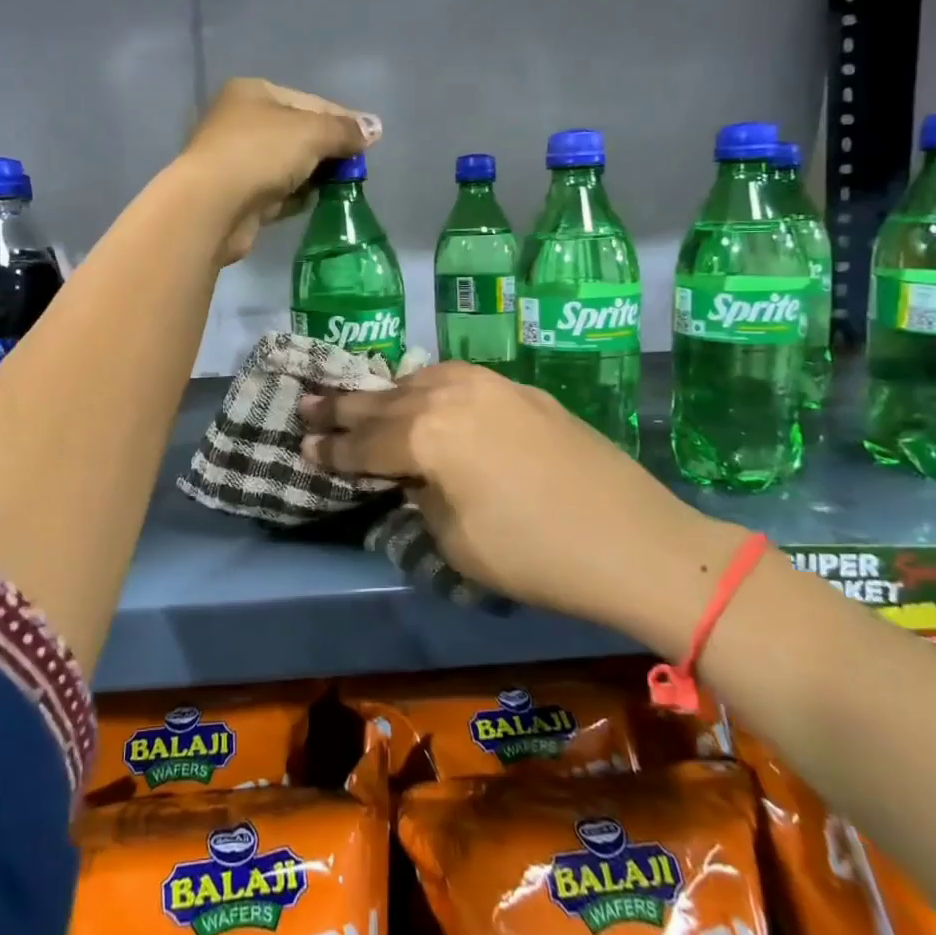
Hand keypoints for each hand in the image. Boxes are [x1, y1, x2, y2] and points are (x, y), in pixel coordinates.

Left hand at [179, 78, 376, 264]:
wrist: (213, 206)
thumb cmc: (261, 154)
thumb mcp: (311, 133)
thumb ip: (345, 130)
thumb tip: (375, 128)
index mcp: (254, 92)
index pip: (310, 101)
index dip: (342, 120)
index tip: (369, 141)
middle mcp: (242, 121)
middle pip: (299, 133)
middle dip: (328, 151)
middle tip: (355, 169)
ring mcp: (237, 160)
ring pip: (288, 165)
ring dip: (314, 176)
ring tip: (341, 188)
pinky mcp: (238, 195)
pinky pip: (277, 192)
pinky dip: (296, 196)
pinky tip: (314, 203)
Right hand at [299, 362, 745, 653]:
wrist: (633, 539)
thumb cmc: (534, 555)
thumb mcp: (454, 539)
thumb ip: (419, 494)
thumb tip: (410, 474)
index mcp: (426, 435)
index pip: (363, 444)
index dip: (330, 450)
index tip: (302, 447)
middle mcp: (450, 394)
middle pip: (383, 400)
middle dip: (341, 407)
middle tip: (306, 404)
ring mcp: (489, 384)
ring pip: (419, 380)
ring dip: (385, 392)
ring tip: (359, 398)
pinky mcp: (519, 389)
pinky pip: (455, 379)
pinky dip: (427, 388)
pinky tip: (422, 395)